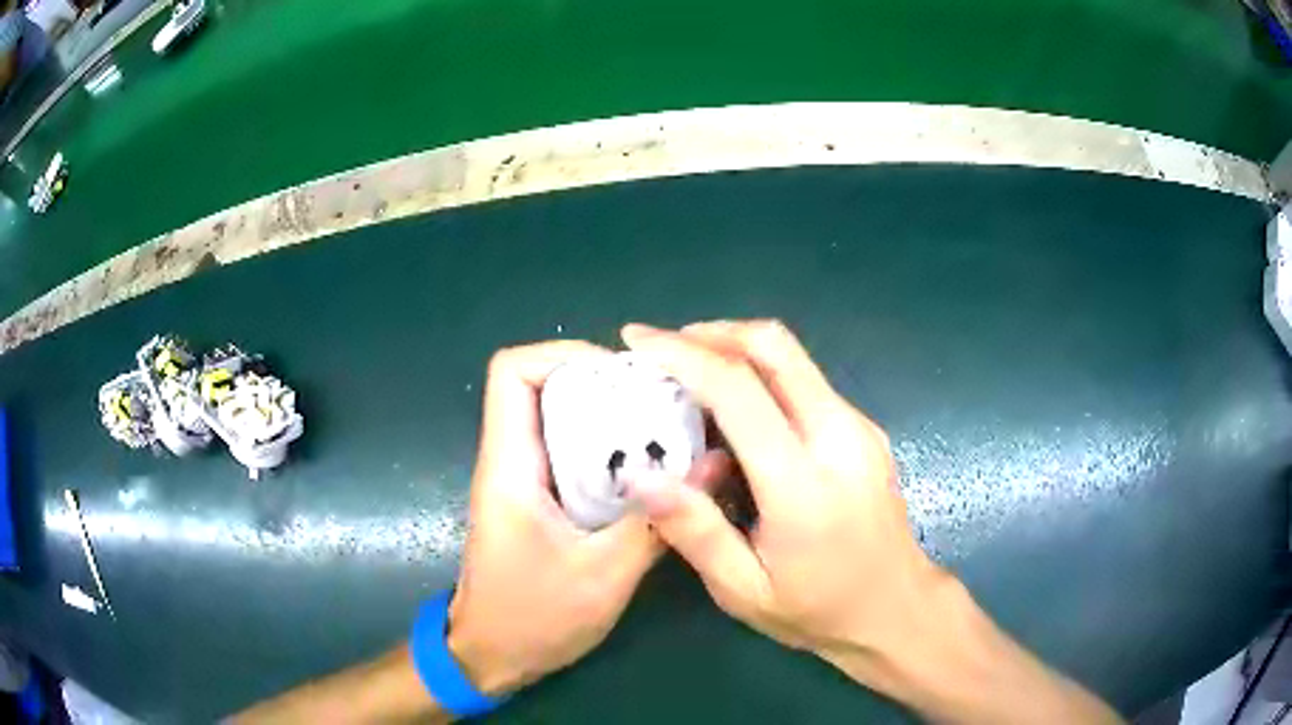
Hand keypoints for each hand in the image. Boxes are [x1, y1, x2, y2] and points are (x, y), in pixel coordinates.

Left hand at [446, 340, 724, 695]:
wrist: (491, 656)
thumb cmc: (534, 619)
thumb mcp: (604, 575)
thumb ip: (657, 521)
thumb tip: (713, 466)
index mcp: (509, 467)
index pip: (512, 371)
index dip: (565, 355)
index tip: (623, 376)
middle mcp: (509, 461)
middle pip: (543, 385)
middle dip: (603, 382)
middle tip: (662, 401)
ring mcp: (521, 480)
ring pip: (559, 417)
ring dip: (608, 415)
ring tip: (666, 428)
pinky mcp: (536, 500)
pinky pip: (569, 451)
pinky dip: (606, 448)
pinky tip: (649, 471)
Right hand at [621, 320, 937, 667]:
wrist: (896, 608)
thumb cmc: (817, 610)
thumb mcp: (743, 590)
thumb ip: (694, 531)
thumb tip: (639, 475)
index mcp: (804, 483)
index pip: (740, 389)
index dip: (683, 354)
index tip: (637, 339)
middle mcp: (840, 436)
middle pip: (775, 346)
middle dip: (711, 332)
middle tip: (662, 349)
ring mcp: (858, 427)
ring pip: (793, 357)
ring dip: (735, 349)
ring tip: (688, 375)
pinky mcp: (863, 429)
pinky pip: (805, 381)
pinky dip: (761, 375)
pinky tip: (734, 410)